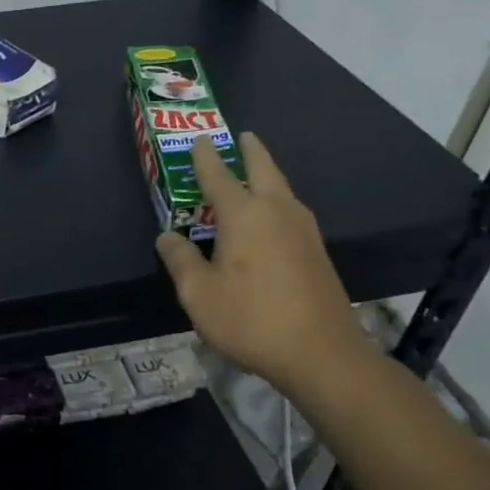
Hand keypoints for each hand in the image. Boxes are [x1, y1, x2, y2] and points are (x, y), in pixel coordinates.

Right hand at [155, 133, 370, 397]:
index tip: (199, 139)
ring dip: (267, 175)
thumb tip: (168, 237)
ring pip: (282, 190)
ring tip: (254, 172)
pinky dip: (276, 201)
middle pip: (264, 170)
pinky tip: (269, 219)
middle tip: (242, 136)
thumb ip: (180, 260)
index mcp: (244, 215)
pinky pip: (290, 212)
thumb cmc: (250, 319)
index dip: (205, 157)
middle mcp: (277, 212)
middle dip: (250, 151)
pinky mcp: (316, 253)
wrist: (321, 353)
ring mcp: (303, 231)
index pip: (219, 176)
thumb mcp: (198, 294)